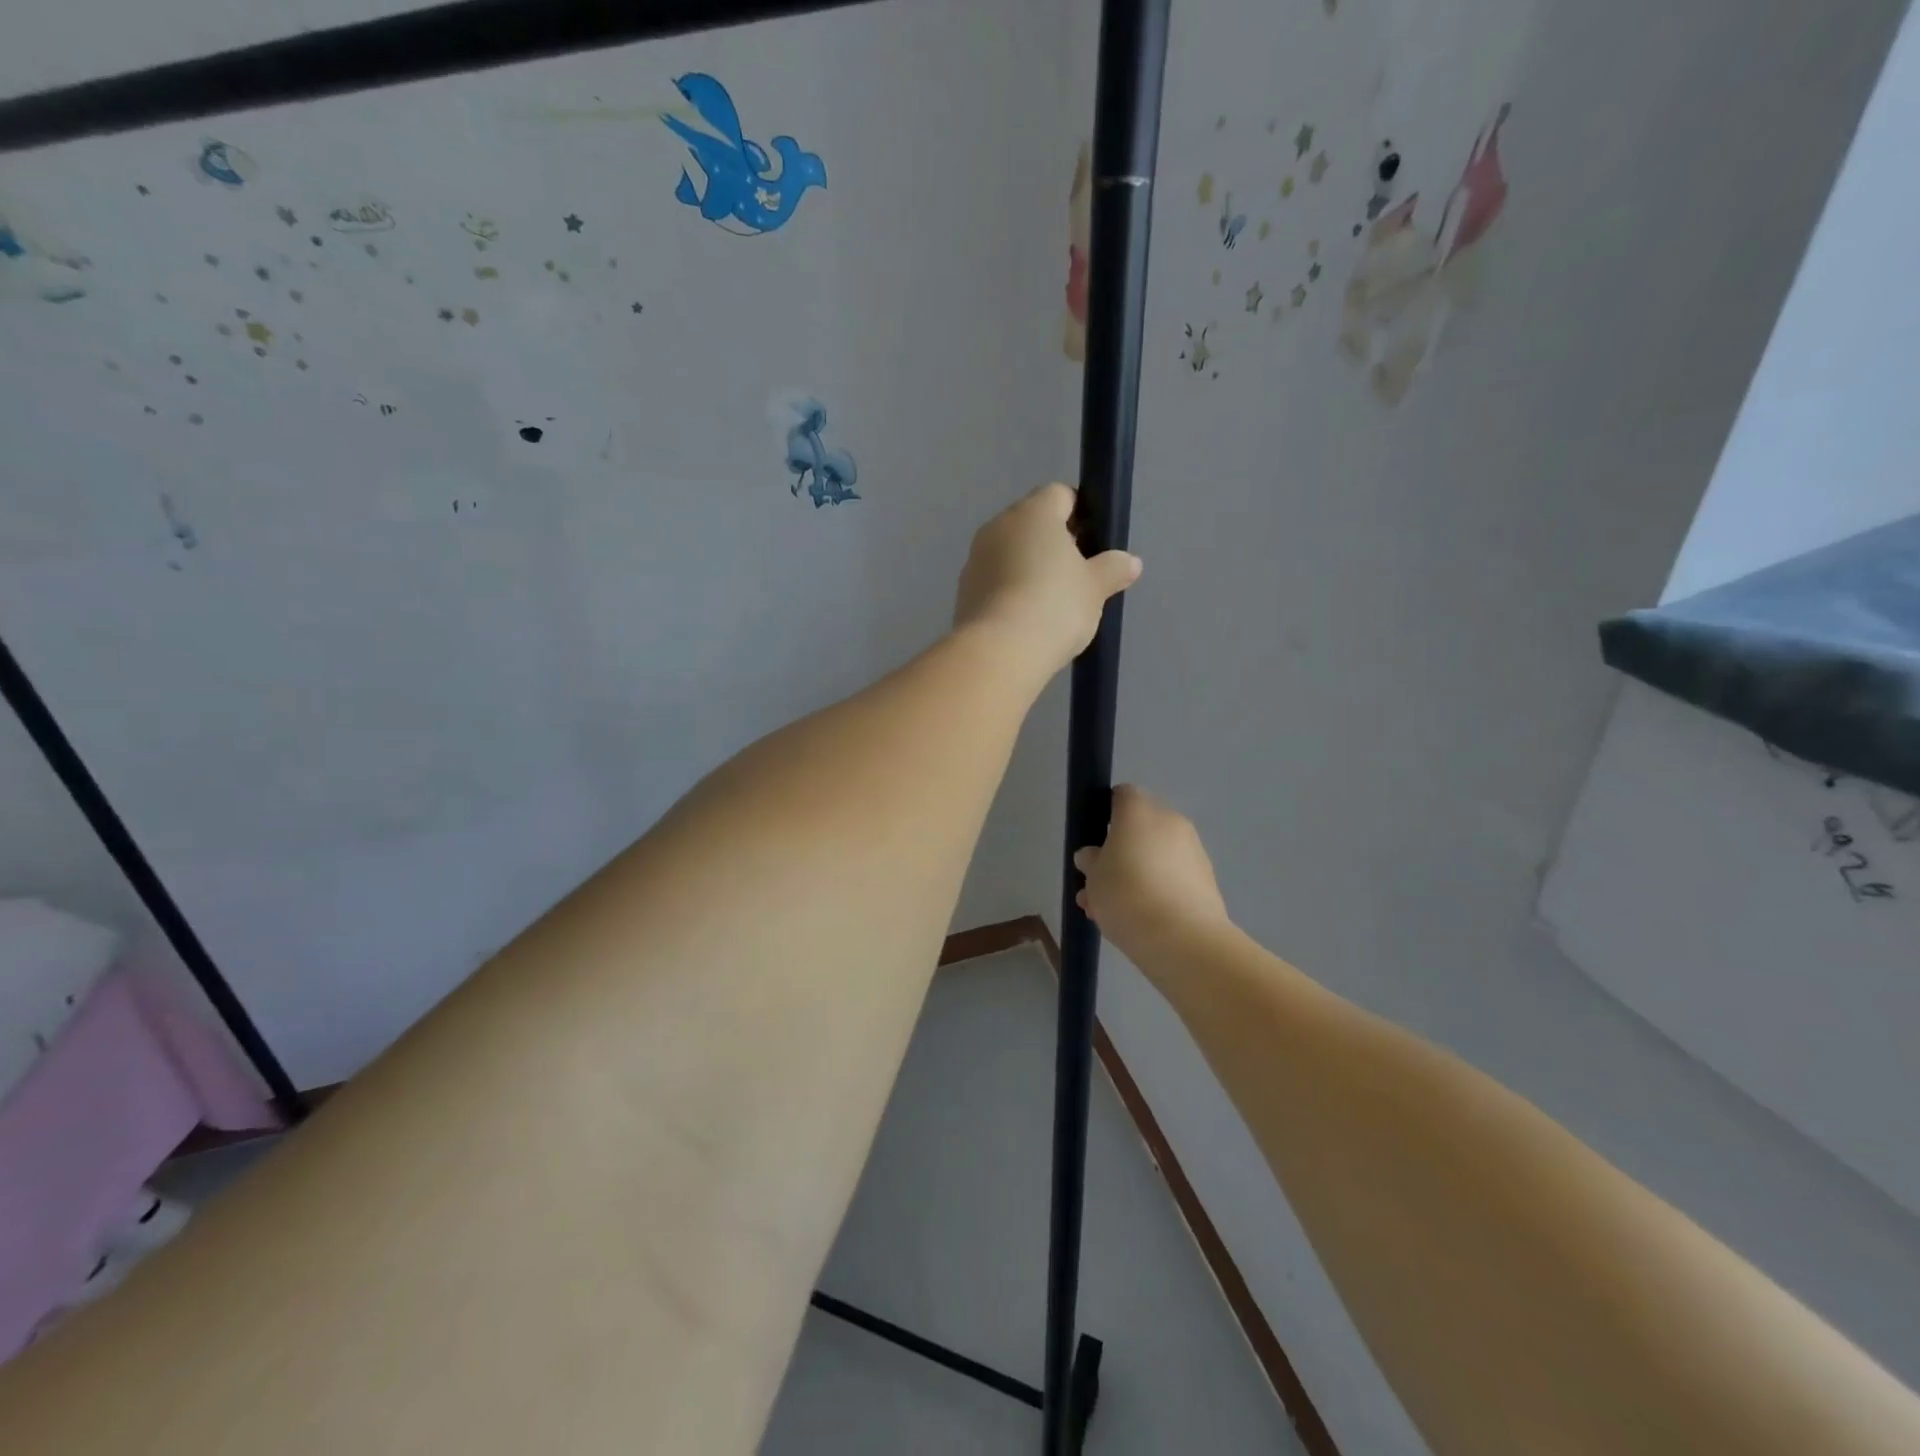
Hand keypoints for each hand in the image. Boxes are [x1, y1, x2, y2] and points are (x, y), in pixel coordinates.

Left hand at [953, 484, 1140, 677]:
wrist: (999, 652)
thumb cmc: (1054, 606)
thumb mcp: (1095, 588)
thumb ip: (1113, 569)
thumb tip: (1130, 561)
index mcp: (1033, 512)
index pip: (1060, 494)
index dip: (1080, 514)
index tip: (1093, 543)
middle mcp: (998, 526)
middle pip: (1032, 523)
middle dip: (1054, 543)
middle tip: (1076, 577)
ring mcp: (975, 558)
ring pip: (1010, 552)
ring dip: (1029, 568)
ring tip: (1050, 604)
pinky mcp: (963, 591)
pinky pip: (994, 580)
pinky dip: (1010, 591)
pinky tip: (1025, 619)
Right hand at [1074, 786, 1229, 967]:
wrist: (1182, 939)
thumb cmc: (1126, 895)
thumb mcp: (1092, 878)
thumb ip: (1091, 861)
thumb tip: (1094, 855)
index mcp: (1140, 812)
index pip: (1122, 796)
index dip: (1106, 813)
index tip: (1095, 841)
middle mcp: (1171, 822)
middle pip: (1140, 829)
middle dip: (1120, 853)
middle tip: (1099, 884)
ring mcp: (1193, 851)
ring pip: (1155, 856)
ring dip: (1136, 875)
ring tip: (1112, 912)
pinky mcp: (1206, 880)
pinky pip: (1173, 877)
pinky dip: (1157, 890)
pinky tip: (1139, 921)